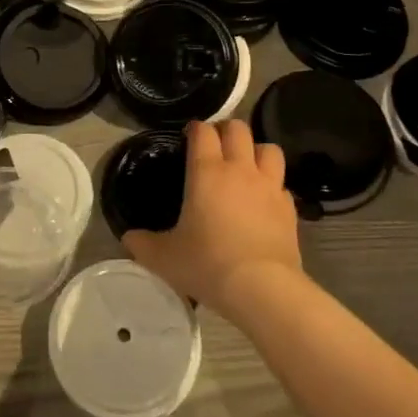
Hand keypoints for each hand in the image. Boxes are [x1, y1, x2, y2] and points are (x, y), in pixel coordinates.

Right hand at [122, 119, 302, 315]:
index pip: (203, 131)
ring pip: (268, 148)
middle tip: (216, 145)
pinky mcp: (289, 207)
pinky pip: (282, 183)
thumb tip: (128, 238)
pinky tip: (264, 200)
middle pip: (238, 128)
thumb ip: (143, 244)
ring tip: (246, 165)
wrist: (262, 288)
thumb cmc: (207, 264)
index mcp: (207, 172)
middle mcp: (240, 170)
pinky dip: (273, 184)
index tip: (188, 137)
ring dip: (256, 151)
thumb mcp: (164, 258)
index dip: (195, 128)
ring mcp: (269, 186)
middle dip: (226, 130)